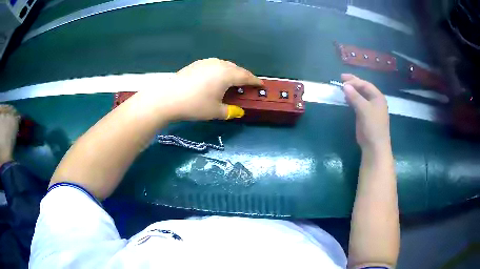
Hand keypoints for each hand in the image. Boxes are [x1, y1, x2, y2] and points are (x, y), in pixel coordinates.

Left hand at [166, 58, 261, 120]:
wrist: (168, 98)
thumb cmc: (195, 105)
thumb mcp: (215, 111)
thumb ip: (230, 111)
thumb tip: (239, 112)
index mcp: (227, 74)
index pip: (246, 76)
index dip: (255, 81)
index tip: (261, 85)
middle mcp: (218, 64)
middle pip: (236, 69)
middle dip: (243, 76)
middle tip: (247, 85)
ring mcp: (206, 62)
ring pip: (225, 65)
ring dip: (231, 72)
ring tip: (233, 81)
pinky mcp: (196, 64)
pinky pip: (214, 65)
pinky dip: (220, 71)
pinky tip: (216, 79)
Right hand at [342, 74, 390, 151]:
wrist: (374, 146)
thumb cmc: (372, 126)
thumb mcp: (364, 109)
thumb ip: (355, 97)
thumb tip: (345, 86)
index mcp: (378, 97)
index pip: (366, 85)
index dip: (355, 81)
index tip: (343, 79)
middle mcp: (375, 101)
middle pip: (364, 88)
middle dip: (353, 83)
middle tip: (342, 78)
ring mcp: (370, 109)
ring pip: (360, 96)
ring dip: (352, 91)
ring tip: (342, 87)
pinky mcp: (365, 116)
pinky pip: (358, 104)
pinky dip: (352, 100)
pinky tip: (346, 98)